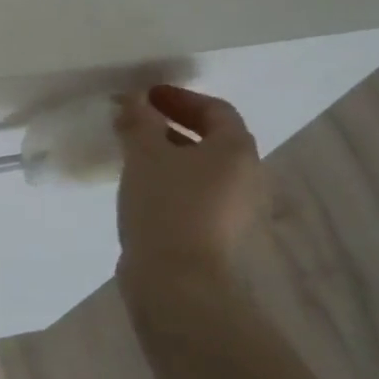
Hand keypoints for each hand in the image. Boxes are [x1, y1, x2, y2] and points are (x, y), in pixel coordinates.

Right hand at [115, 85, 263, 280]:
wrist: (177, 281)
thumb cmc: (166, 204)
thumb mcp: (145, 153)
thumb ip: (140, 120)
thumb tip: (135, 100)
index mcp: (236, 150)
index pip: (216, 110)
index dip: (180, 98)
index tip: (146, 97)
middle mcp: (246, 177)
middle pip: (212, 140)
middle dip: (172, 126)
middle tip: (136, 122)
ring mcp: (235, 210)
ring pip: (201, 170)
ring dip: (169, 155)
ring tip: (132, 154)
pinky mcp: (217, 235)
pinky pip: (195, 195)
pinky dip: (171, 182)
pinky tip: (141, 189)